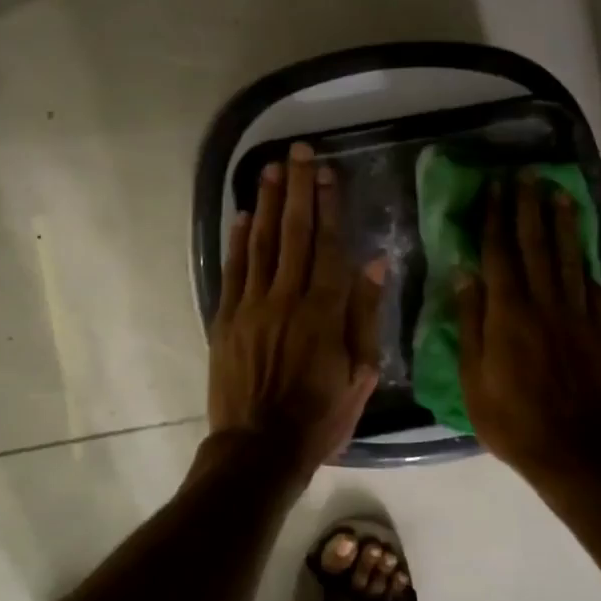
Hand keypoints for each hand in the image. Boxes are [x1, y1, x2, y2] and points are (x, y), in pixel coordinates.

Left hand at [209, 142, 386, 475]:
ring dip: (264, 204)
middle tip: (297, 152)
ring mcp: (250, 307)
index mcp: (324, 311)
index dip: (328, 205)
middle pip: (293, 233)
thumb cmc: (319, 417)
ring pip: (259, 244)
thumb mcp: (360, 374)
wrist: (258, 448)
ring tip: (268, 169)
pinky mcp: (225, 319)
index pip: (328, 245)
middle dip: (296, 189)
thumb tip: (375, 262)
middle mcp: (286, 298)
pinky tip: (241, 216)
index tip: (326, 172)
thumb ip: (366, 315)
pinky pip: (232, 271)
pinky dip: (236, 241)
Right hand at [458, 174, 600, 479]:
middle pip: (536, 246)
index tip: (494, 188)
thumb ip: (470, 321)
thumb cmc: (510, 418)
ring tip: (560, 193)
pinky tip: (584, 251)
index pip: (499, 254)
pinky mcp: (599, 331)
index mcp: (508, 313)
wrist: (573, 450)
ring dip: (564, 224)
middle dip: (529, 208)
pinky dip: (587, 265)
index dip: (495, 218)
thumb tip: (464, 273)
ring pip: (570, 259)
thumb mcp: (473, 376)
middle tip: (526, 176)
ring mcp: (576, 316)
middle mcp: (544, 304)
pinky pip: (594, 288)